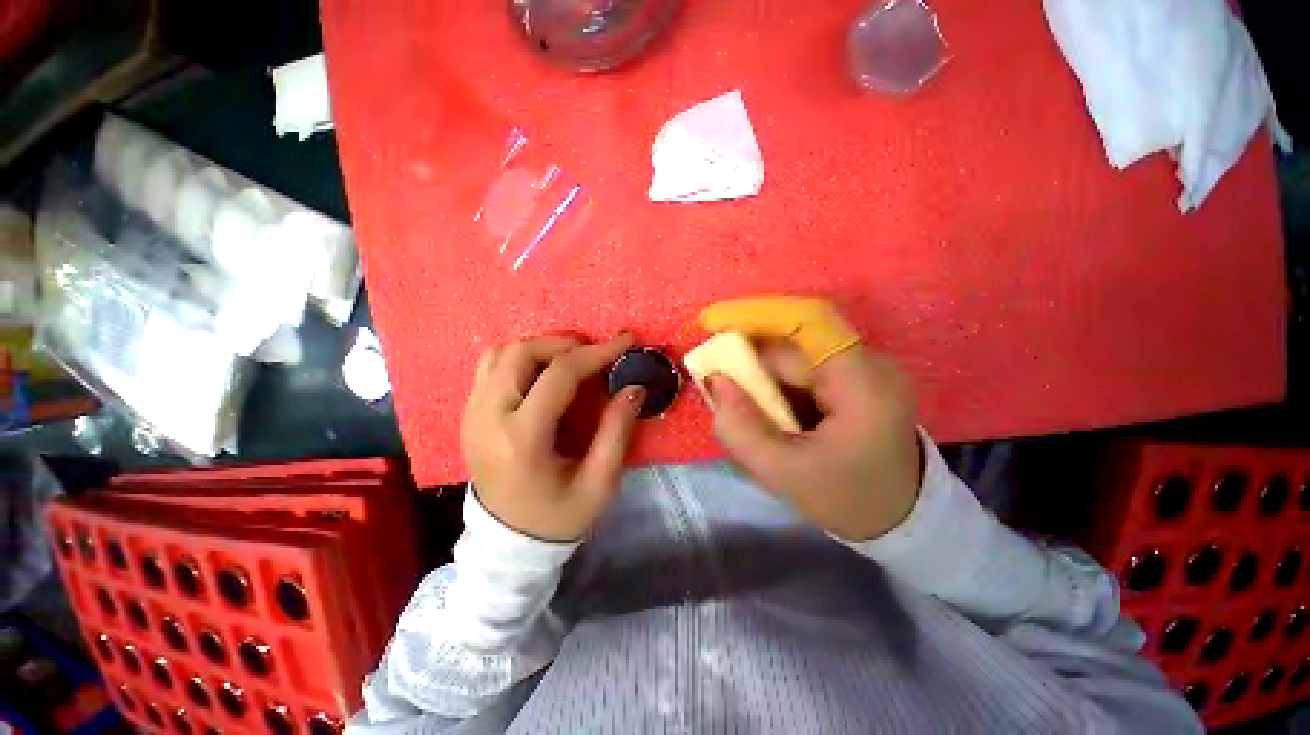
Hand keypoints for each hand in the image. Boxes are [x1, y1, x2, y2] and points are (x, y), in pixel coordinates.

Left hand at [460, 333, 645, 541]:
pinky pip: (491, 367)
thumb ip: (617, 431)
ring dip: (540, 347)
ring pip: (500, 353)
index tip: (624, 341)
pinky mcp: (468, 414)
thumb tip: (635, 388)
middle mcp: (487, 418)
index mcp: (522, 439)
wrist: (507, 544)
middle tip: (594, 352)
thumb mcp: (599, 483)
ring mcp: (471, 414)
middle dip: (563, 343)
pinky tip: (544, 373)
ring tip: (570, 359)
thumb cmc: (557, 518)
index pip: (558, 375)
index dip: (596, 352)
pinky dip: (521, 358)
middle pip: (521, 352)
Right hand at [707, 342, 922, 541]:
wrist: (900, 515)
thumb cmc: (847, 499)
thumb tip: (715, 380)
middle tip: (717, 383)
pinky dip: (775, 380)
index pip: (808, 322)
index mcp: (863, 386)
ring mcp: (865, 367)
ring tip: (743, 403)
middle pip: (795, 341)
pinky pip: (804, 365)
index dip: (756, 314)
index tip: (711, 322)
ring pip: (795, 352)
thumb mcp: (783, 474)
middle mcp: (870, 364)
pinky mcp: (855, 376)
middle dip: (749, 357)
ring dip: (761, 371)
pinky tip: (769, 408)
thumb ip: (740, 429)